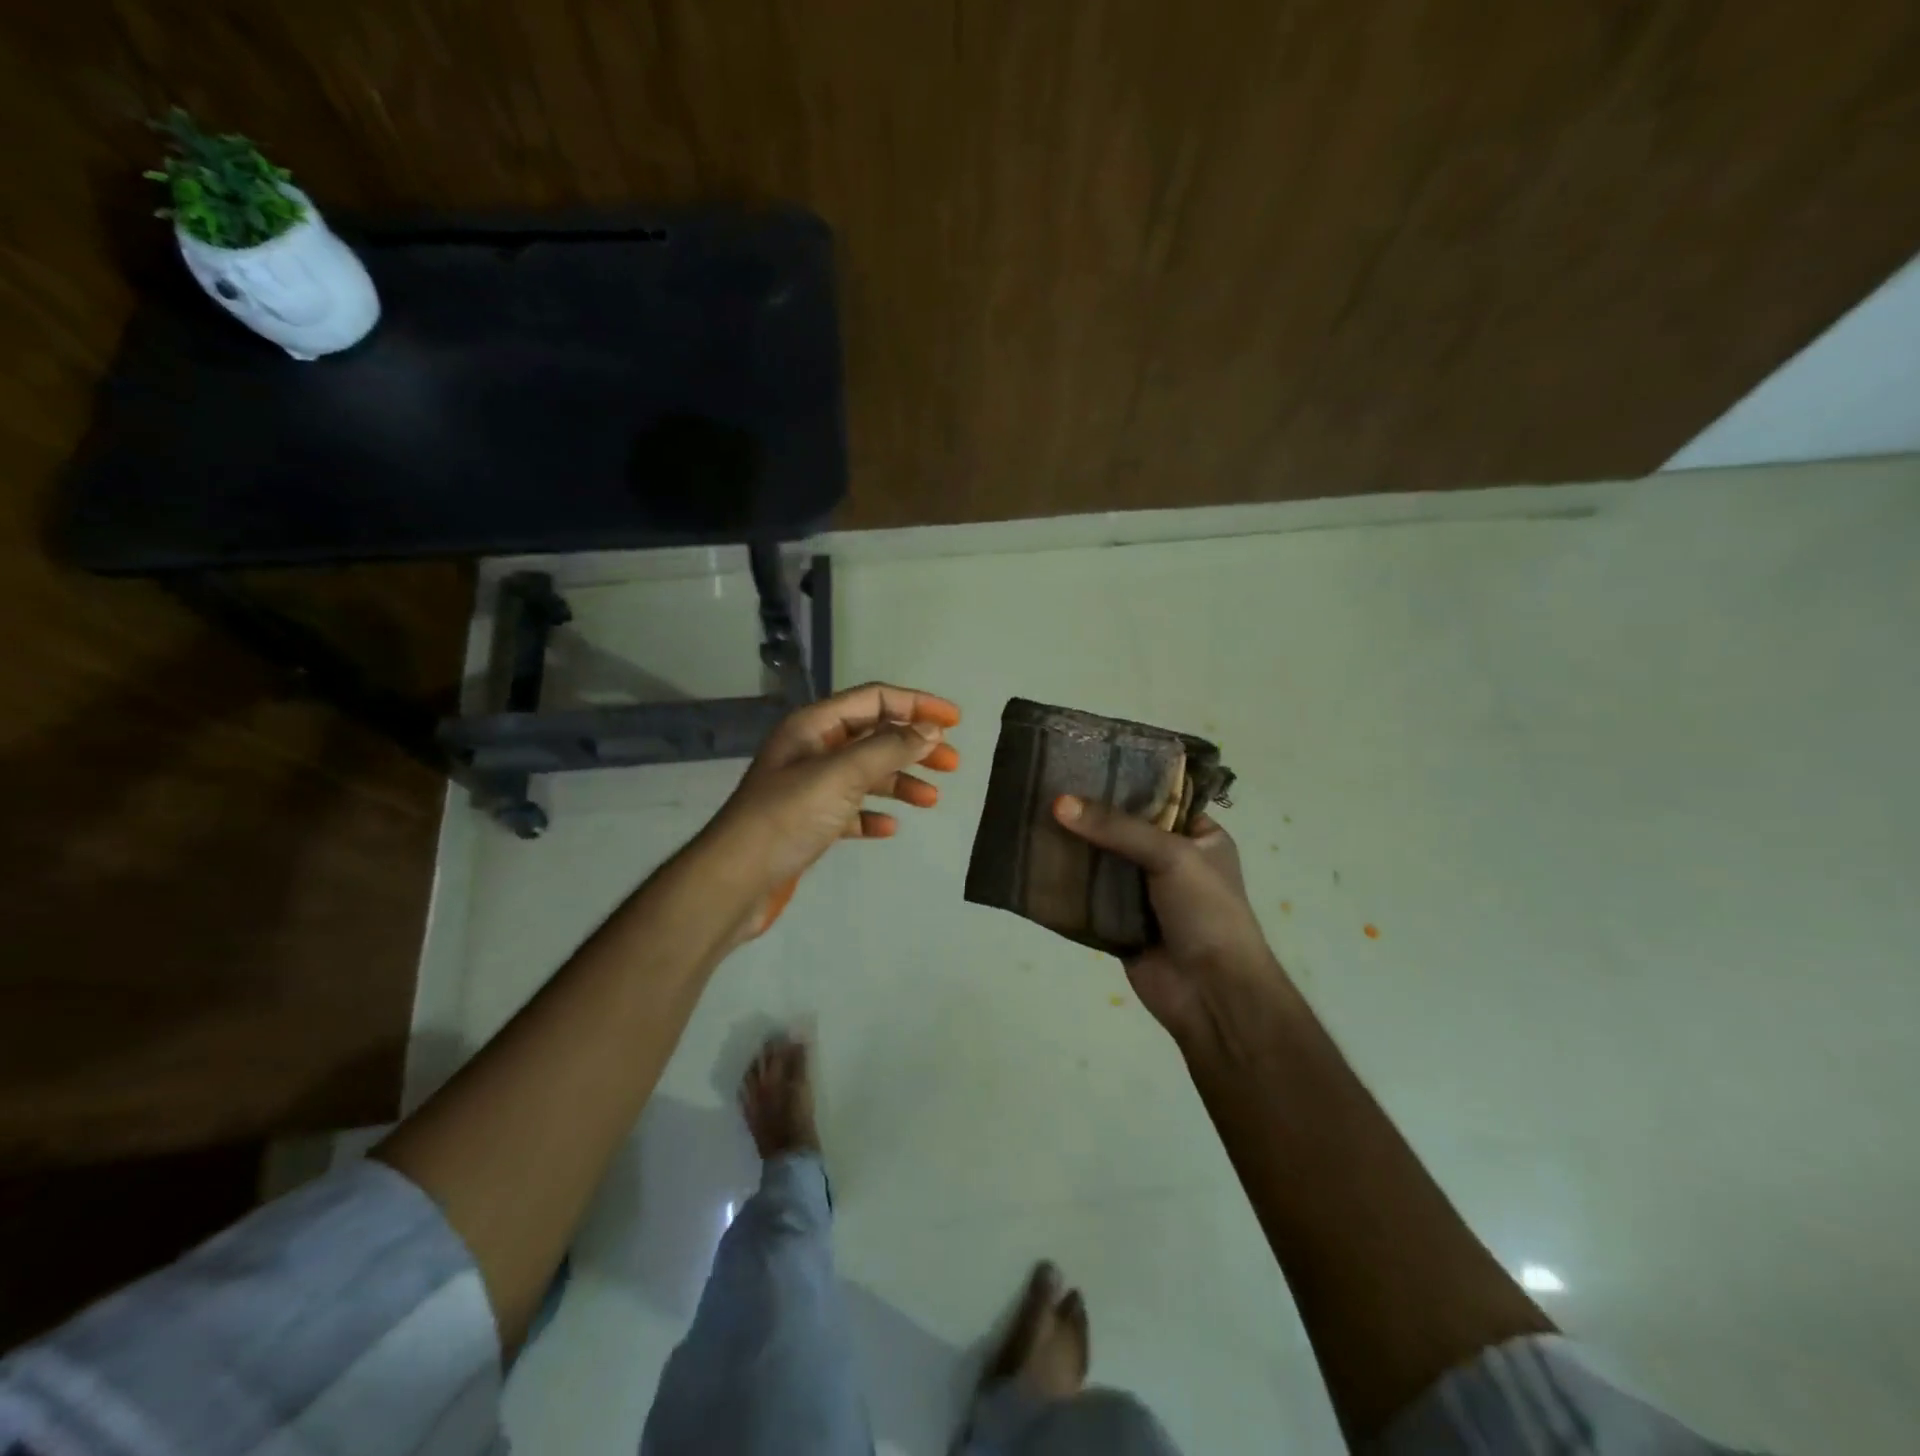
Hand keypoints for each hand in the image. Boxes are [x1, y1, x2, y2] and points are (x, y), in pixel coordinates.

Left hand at [706, 683, 961, 936]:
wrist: (736, 880)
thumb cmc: (788, 816)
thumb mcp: (842, 774)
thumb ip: (889, 748)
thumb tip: (931, 730)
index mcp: (814, 726)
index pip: (874, 700)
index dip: (916, 705)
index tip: (955, 722)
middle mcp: (812, 750)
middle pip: (874, 736)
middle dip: (914, 746)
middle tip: (951, 764)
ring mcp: (809, 788)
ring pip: (866, 774)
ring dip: (900, 781)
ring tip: (931, 800)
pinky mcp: (809, 824)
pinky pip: (851, 810)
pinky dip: (873, 814)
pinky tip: (889, 827)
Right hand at [1053, 795, 1290, 1047]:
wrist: (1212, 995)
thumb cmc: (1206, 912)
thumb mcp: (1171, 855)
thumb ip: (1115, 827)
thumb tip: (1058, 803)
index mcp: (1199, 836)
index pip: (1157, 798)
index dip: (1122, 782)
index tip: (1079, 764)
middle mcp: (1172, 861)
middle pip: (1123, 830)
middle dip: (1089, 815)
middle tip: (1044, 788)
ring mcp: (1144, 894)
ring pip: (1102, 862)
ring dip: (1074, 848)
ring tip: (1031, 817)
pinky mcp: (1119, 923)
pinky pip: (1088, 896)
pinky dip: (1066, 884)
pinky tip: (1035, 861)